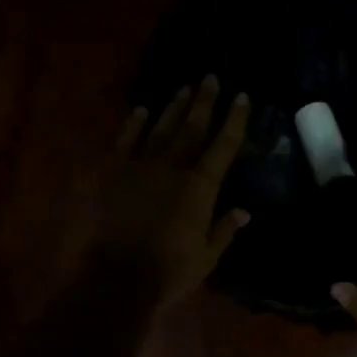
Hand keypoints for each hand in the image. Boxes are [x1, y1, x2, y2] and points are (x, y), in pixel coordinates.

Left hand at [89, 76, 251, 307]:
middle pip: (193, 127)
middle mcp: (173, 166)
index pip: (224, 144)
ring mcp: (140, 166)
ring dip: (174, 107)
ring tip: (184, 88)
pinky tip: (142, 109)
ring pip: (162, 128)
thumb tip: (244, 210)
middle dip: (204, 101)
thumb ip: (225, 229)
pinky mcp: (112, 172)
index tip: (241, 96)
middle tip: (210, 78)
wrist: (115, 278)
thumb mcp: (207, 257)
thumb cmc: (168, 272)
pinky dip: (134, 123)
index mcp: (200, 186)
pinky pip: (125, 140)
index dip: (234, 119)